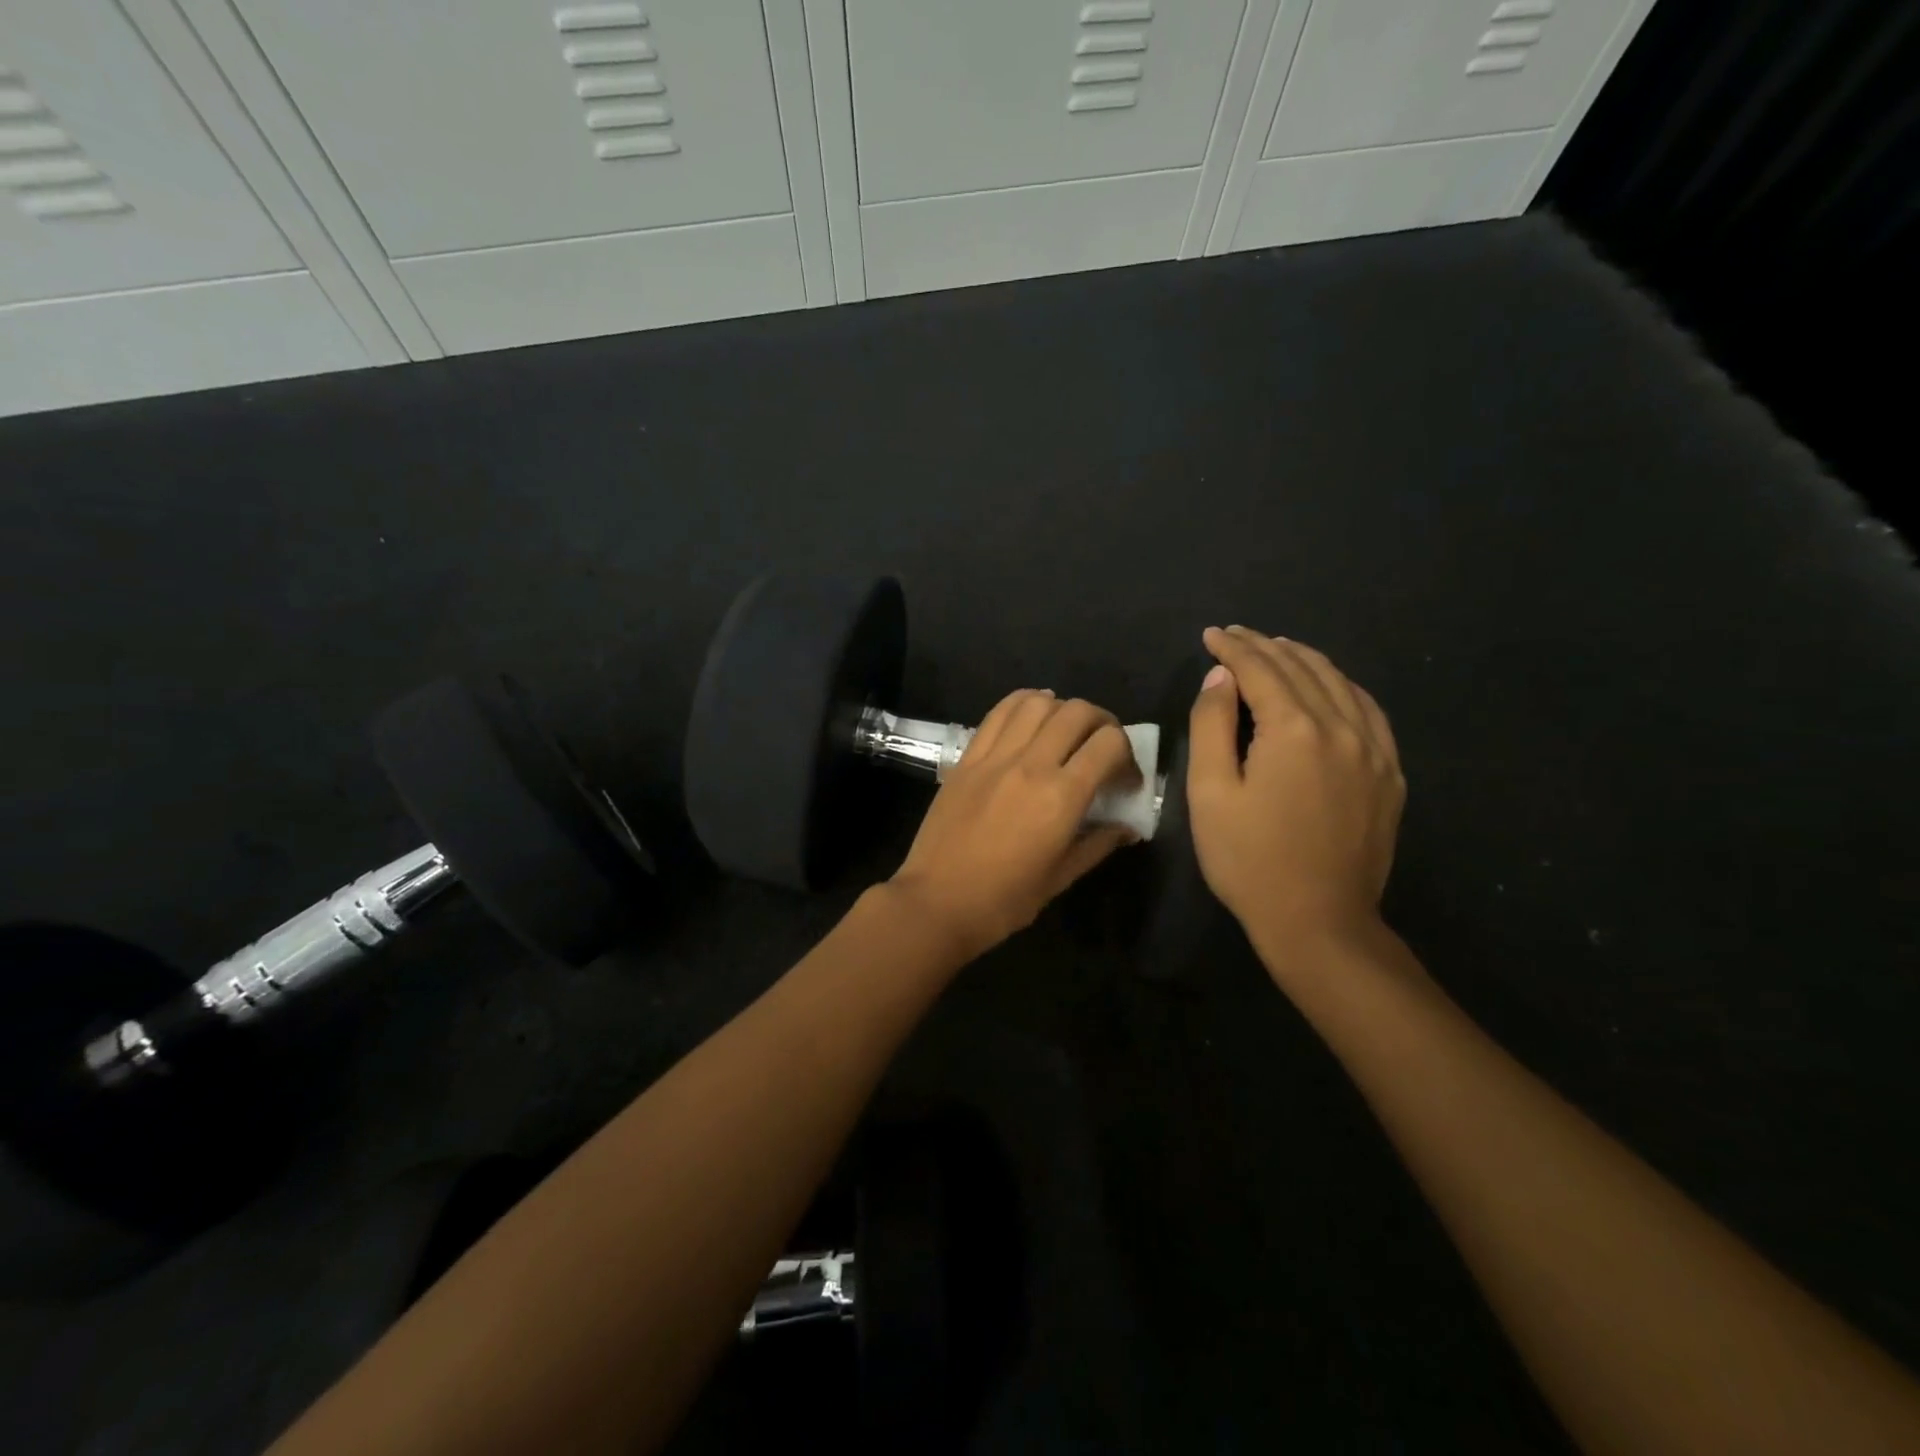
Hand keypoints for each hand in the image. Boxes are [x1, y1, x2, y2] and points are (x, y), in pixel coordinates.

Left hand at [888, 689, 1140, 957]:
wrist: (936, 902)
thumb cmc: (1004, 900)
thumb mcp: (1061, 877)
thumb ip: (1098, 844)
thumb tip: (1127, 827)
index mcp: (1061, 797)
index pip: (1109, 744)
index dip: (1129, 755)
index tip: (1125, 779)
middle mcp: (1030, 765)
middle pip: (1077, 712)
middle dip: (1103, 723)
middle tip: (1103, 748)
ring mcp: (994, 756)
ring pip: (1037, 702)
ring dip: (1062, 709)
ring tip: (1066, 731)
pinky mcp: (967, 757)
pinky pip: (999, 713)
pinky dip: (1023, 704)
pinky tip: (1032, 717)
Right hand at [1187, 627, 1403, 951]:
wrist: (1318, 920)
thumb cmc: (1249, 859)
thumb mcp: (1210, 792)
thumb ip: (1212, 725)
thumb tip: (1221, 677)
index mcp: (1294, 730)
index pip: (1260, 670)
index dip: (1233, 648)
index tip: (1211, 635)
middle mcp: (1341, 728)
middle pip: (1302, 669)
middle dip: (1265, 646)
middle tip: (1237, 635)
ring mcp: (1374, 751)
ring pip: (1340, 684)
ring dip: (1305, 660)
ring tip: (1279, 648)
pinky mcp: (1389, 775)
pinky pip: (1369, 711)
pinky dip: (1345, 687)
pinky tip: (1332, 686)